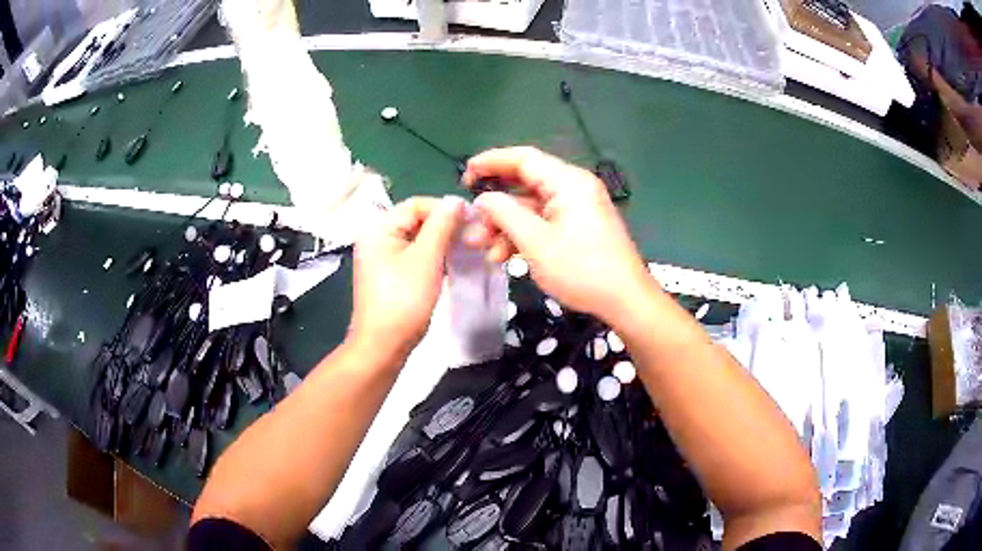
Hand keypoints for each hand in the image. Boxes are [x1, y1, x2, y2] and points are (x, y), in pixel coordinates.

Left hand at [350, 196, 463, 362]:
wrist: (383, 345)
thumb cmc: (403, 300)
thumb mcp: (426, 258)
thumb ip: (441, 225)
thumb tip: (456, 200)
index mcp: (378, 228)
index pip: (416, 204)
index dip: (445, 209)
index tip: (473, 220)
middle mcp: (377, 237)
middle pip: (416, 220)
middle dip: (445, 226)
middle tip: (474, 236)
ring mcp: (382, 257)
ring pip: (418, 239)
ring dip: (442, 242)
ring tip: (467, 248)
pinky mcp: (390, 274)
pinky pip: (415, 255)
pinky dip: (433, 256)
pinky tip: (452, 262)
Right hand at [462, 146, 650, 321]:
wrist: (625, 301)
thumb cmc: (581, 269)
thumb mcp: (535, 242)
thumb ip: (504, 214)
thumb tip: (483, 200)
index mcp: (568, 182)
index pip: (523, 159)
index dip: (491, 162)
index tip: (465, 176)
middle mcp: (573, 188)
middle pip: (525, 185)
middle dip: (495, 206)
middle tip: (471, 224)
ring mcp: (577, 209)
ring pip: (532, 208)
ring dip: (506, 226)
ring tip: (482, 248)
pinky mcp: (579, 228)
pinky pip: (544, 223)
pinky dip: (523, 235)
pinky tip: (503, 256)